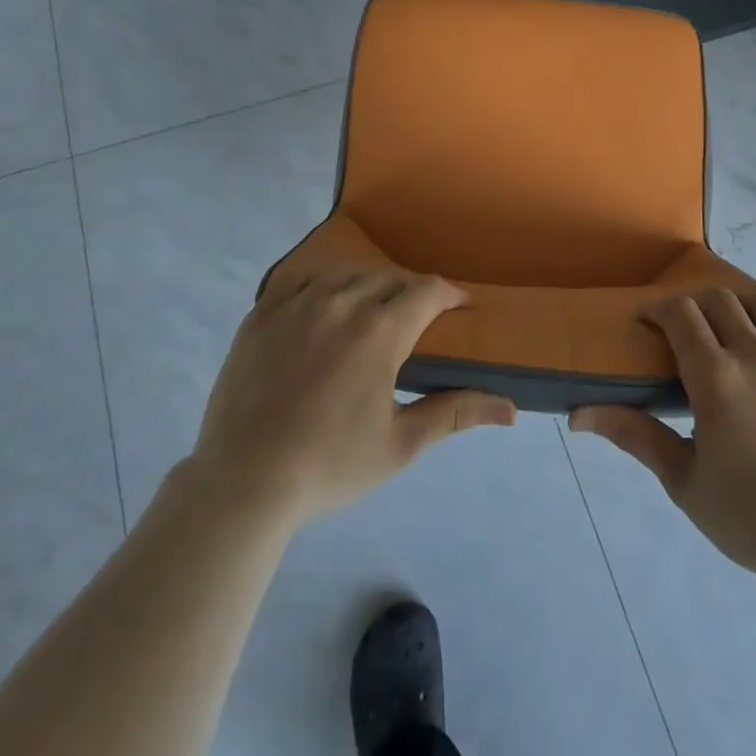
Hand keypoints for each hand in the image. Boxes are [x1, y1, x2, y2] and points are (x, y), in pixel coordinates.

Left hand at [189, 269, 515, 524]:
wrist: (244, 480)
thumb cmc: (331, 465)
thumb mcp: (402, 444)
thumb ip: (456, 413)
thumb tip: (510, 408)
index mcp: (381, 330)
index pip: (428, 291)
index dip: (450, 294)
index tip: (461, 306)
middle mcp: (343, 302)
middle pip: (390, 278)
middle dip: (411, 293)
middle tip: (417, 321)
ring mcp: (298, 303)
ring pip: (347, 274)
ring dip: (368, 285)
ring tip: (371, 311)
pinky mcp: (263, 312)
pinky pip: (301, 279)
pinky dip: (322, 285)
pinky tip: (324, 305)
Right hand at [571, 291, 755, 585]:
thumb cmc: (750, 516)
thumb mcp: (682, 481)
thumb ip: (635, 436)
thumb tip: (578, 415)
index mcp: (716, 377)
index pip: (681, 314)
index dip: (658, 308)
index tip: (644, 320)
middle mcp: (755, 356)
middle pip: (720, 300)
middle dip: (692, 303)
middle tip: (679, 328)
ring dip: (739, 302)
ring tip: (725, 321)